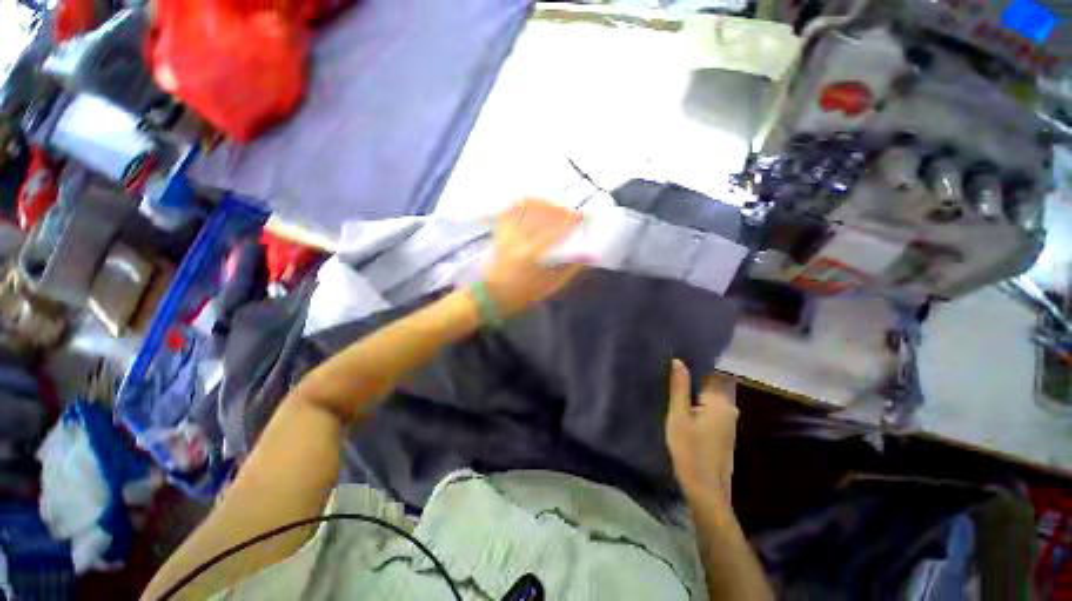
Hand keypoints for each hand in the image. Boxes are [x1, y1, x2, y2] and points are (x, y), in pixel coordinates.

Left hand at [483, 198, 584, 316]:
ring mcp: (505, 233)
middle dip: (558, 209)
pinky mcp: (499, 231)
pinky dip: (523, 204)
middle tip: (568, 212)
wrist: (492, 295)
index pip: (552, 232)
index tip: (579, 216)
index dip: (568, 221)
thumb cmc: (522, 294)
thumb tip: (587, 257)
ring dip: (542, 203)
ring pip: (523, 206)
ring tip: (554, 208)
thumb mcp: (549, 286)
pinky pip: (510, 209)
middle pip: (538, 214)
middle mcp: (515, 240)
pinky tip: (534, 206)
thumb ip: (569, 270)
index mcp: (529, 256)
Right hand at [666, 359, 738, 501]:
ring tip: (672, 390)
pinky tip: (683, 411)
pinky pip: (711, 410)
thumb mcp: (678, 416)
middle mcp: (730, 409)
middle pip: (709, 386)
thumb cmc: (689, 451)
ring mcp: (729, 422)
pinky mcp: (725, 433)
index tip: (673, 363)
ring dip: (693, 395)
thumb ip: (679, 387)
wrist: (706, 491)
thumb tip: (678, 360)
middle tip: (668, 377)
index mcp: (720, 402)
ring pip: (709, 399)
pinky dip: (698, 407)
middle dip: (691, 381)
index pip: (708, 373)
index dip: (691, 367)